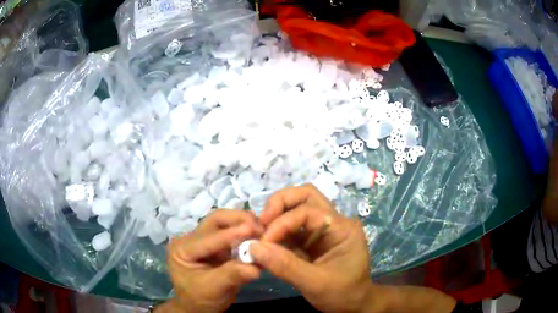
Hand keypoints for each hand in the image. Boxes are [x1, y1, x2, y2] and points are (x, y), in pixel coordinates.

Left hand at [164, 210, 262, 312]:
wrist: (199, 307)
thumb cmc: (199, 299)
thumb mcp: (213, 289)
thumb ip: (231, 275)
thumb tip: (255, 267)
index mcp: (183, 248)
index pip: (208, 238)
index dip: (230, 234)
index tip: (252, 229)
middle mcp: (192, 238)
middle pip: (215, 221)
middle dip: (238, 220)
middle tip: (260, 226)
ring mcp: (204, 239)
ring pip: (225, 223)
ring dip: (244, 223)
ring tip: (262, 230)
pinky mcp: (217, 245)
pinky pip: (232, 233)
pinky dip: (246, 233)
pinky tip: (259, 236)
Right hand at [250, 185, 384, 312]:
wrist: (352, 305)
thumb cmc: (342, 293)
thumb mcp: (315, 283)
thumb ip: (285, 266)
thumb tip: (253, 247)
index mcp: (342, 228)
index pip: (308, 211)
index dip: (282, 222)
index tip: (263, 241)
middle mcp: (333, 223)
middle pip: (306, 196)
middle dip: (280, 204)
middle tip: (261, 221)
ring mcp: (321, 231)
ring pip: (297, 208)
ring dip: (276, 217)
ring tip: (259, 233)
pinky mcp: (311, 241)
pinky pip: (291, 229)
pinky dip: (276, 233)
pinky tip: (265, 244)